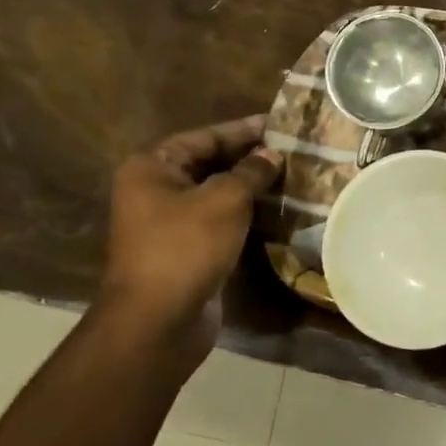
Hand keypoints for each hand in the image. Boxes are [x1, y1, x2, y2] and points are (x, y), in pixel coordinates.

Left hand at [95, 117, 282, 379]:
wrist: (158, 321)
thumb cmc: (185, 247)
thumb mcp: (225, 200)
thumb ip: (251, 171)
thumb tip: (272, 154)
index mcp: (152, 168)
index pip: (204, 137)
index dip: (243, 130)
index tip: (281, 124)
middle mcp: (155, 190)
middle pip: (209, 163)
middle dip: (250, 158)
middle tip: (293, 150)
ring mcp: (169, 223)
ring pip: (217, 194)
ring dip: (251, 187)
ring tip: (293, 176)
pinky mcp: (187, 250)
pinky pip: (220, 221)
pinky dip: (246, 214)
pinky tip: (278, 210)